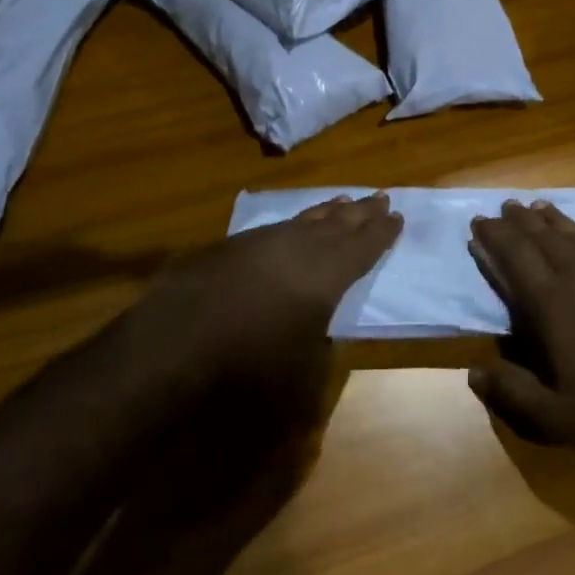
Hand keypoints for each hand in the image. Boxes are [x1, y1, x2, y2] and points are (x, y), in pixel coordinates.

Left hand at [128, 194, 401, 400]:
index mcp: (327, 274)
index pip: (364, 246)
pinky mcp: (234, 246)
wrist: (176, 342)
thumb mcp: (301, 377)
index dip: (382, 232)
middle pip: (340, 223)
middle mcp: (302, 247)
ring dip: (329, 211)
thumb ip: (321, 352)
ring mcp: (266, 242)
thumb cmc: (248, 367)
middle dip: (361, 212)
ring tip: (343, 202)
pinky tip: (294, 226)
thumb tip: (322, 338)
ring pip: (308, 219)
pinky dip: (297, 222)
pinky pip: (279, 226)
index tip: (397, 216)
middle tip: (380, 197)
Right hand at [468, 200, 574, 454]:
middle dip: (519, 220)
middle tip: (503, 206)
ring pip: (572, 233)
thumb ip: (512, 395)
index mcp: (551, 302)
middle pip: (541, 236)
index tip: (478, 223)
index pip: (515, 257)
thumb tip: (473, 372)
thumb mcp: (557, 418)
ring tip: (535, 205)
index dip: (494, 237)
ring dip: (551, 218)